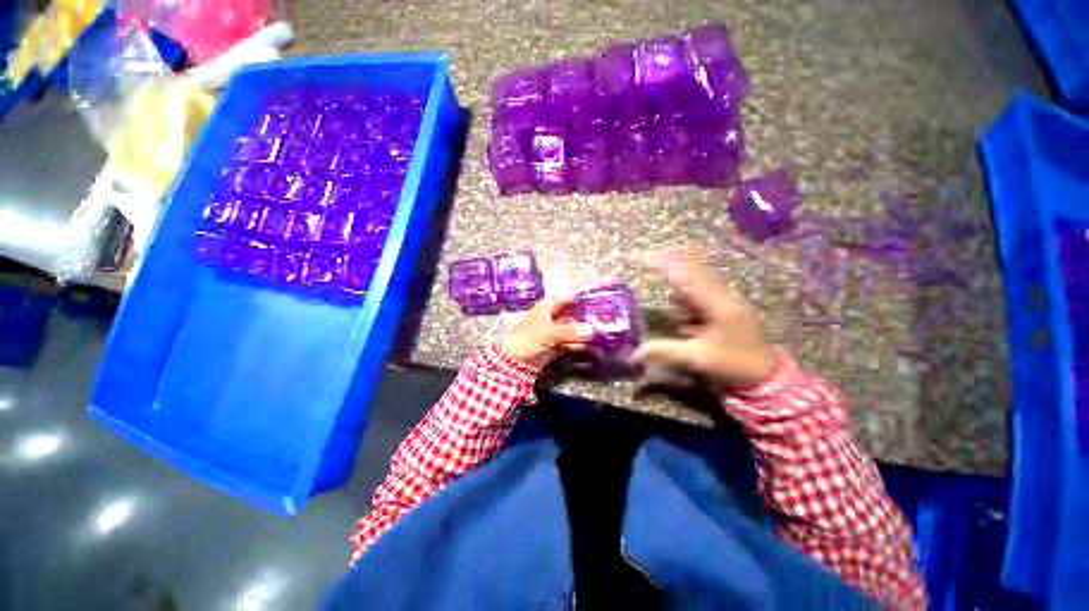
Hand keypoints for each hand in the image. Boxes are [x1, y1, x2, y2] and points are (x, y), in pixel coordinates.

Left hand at [502, 294, 595, 368]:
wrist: (514, 361)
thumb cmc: (528, 338)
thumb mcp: (549, 332)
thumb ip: (571, 331)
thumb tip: (592, 330)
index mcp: (549, 306)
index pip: (570, 298)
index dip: (584, 298)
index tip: (600, 300)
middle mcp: (554, 316)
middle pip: (574, 313)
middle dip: (588, 317)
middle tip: (606, 320)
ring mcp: (556, 330)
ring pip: (575, 328)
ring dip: (585, 332)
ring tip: (603, 333)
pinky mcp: (557, 344)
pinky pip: (572, 341)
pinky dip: (580, 344)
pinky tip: (592, 346)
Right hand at [632, 252, 772, 389]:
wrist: (768, 377)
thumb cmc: (734, 364)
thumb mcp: (697, 358)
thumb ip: (665, 351)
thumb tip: (634, 352)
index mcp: (717, 304)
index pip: (688, 276)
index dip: (667, 264)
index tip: (646, 257)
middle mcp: (722, 298)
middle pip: (692, 276)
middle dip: (671, 274)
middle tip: (652, 275)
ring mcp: (726, 305)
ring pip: (696, 292)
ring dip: (681, 298)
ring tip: (676, 315)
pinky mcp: (726, 313)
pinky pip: (701, 303)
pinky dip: (689, 309)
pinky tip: (688, 329)